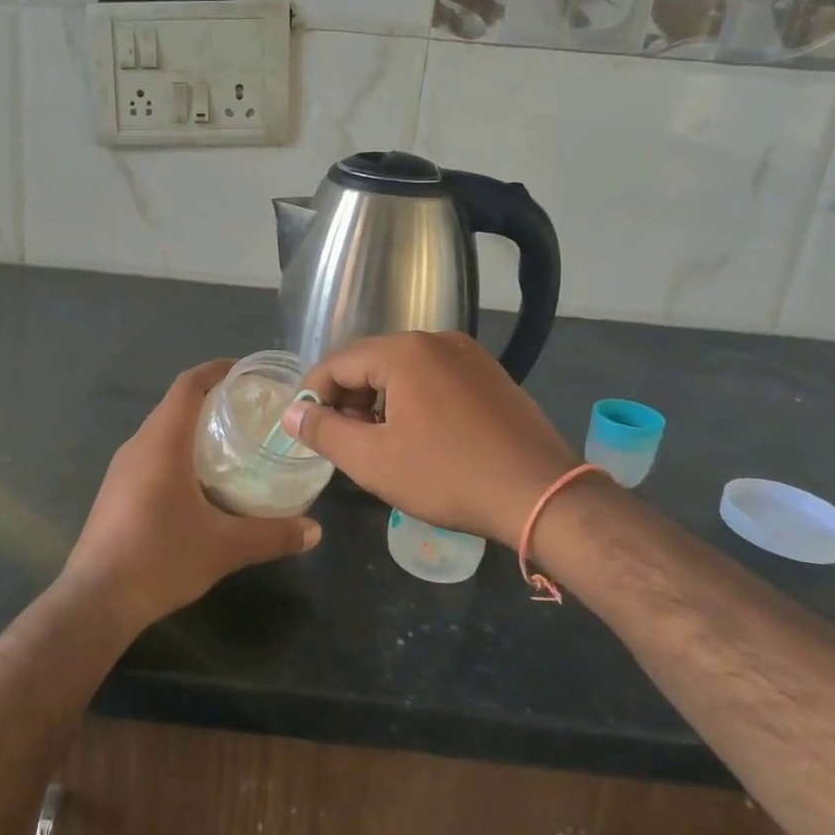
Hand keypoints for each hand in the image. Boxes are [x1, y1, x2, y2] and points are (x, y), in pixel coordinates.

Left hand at [63, 360, 320, 632]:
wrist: (96, 600)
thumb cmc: (160, 558)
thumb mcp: (224, 547)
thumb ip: (272, 535)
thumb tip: (315, 531)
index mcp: (162, 442)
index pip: (188, 384)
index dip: (217, 370)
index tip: (248, 372)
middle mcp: (137, 445)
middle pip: (176, 405)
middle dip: (212, 400)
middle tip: (251, 412)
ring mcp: (121, 469)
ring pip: (161, 431)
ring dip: (194, 428)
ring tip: (232, 444)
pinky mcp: (115, 491)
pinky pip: (151, 454)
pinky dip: (178, 452)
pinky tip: (201, 483)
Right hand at [284, 331, 577, 542]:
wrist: (541, 494)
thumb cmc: (448, 476)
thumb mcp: (373, 460)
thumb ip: (324, 431)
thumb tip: (293, 413)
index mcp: (404, 351)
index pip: (338, 363)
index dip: (313, 395)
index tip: (306, 429)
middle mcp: (437, 340)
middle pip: (371, 362)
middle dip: (348, 399)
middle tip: (343, 441)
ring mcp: (469, 355)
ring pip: (404, 371)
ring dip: (380, 401)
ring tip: (379, 443)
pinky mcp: (490, 375)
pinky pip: (435, 378)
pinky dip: (414, 401)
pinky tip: (419, 437)